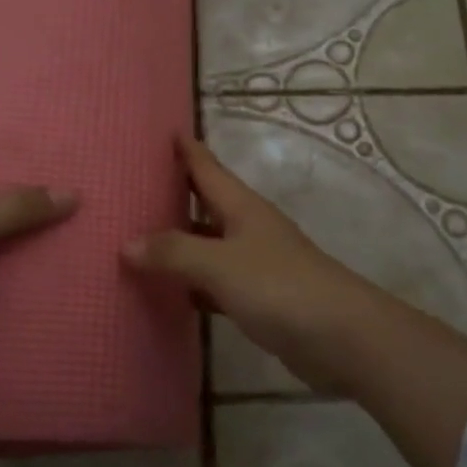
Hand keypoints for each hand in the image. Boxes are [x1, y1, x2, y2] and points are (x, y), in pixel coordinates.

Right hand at [122, 134, 383, 393]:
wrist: (341, 337)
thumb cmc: (279, 286)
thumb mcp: (219, 264)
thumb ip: (173, 253)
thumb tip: (126, 244)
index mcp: (242, 207)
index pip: (207, 167)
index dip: (186, 149)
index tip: (164, 130)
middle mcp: (248, 228)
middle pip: (205, 203)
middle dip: (174, 194)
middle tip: (132, 187)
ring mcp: (255, 264)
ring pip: (208, 245)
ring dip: (179, 242)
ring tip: (137, 238)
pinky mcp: (259, 299)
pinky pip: (215, 283)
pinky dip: (192, 283)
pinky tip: (169, 291)